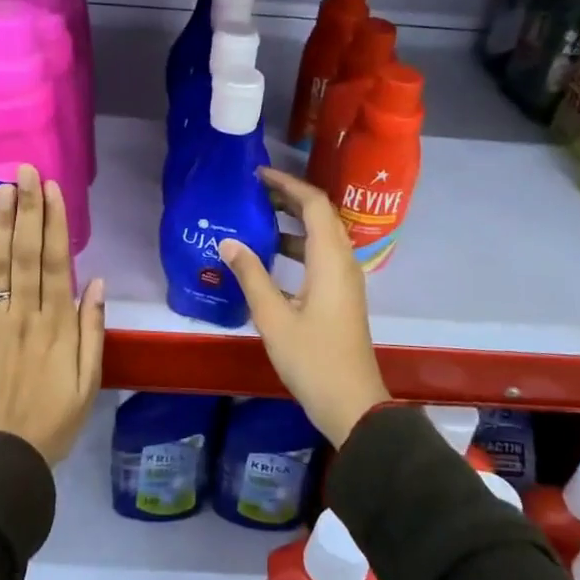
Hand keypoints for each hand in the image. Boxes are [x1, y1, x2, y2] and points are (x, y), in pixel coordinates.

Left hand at [0, 165, 105, 464]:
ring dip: (1, 223)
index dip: (55, 223)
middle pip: (27, 253)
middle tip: (26, 171)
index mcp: (58, 325)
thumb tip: (97, 282)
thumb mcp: (89, 382)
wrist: (2, 458)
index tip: (53, 190)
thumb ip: (93, 330)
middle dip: (28, 209)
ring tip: (4, 188)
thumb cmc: (53, 421)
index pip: (57, 263)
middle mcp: (25, 315)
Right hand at [219, 168, 389, 446]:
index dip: (288, 184)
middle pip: (320, 215)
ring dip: (292, 222)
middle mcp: (343, 262)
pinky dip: (296, 247)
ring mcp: (344, 280)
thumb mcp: (274, 317)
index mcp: (330, 260)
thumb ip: (251, 275)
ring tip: (256, 217)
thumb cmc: (313, 359)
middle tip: (253, 192)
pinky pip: (319, 257)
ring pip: (320, 237)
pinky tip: (268, 258)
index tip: (258, 175)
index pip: (314, 204)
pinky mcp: (340, 296)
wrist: (352, 404)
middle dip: (288, 198)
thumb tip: (228, 241)